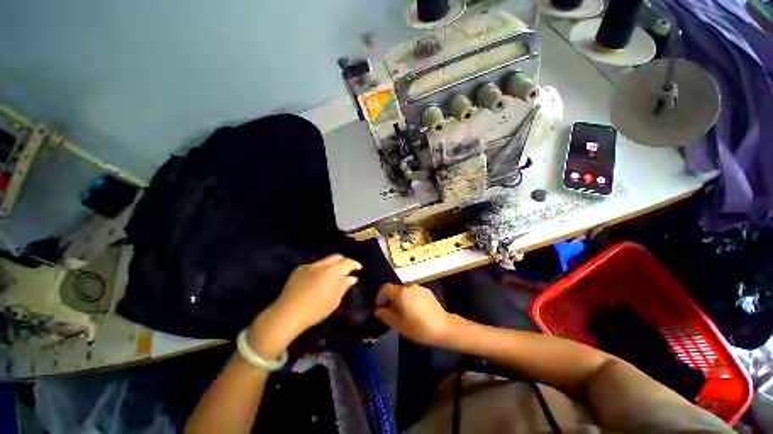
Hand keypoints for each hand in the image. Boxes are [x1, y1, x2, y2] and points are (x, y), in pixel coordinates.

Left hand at [271, 254, 361, 333]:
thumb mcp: (334, 300)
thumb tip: (352, 277)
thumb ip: (344, 286)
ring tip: (331, 276)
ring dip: (331, 265)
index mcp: (333, 271)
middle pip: (336, 257)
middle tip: (347, 270)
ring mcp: (309, 265)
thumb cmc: (315, 309)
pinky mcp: (298, 269)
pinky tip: (315, 280)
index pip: (348, 262)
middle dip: (343, 261)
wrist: (287, 314)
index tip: (358, 268)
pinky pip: (313, 265)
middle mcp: (322, 264)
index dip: (355, 264)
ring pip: (324, 260)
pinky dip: (318, 269)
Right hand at [374, 283, 454, 345]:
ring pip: (404, 290)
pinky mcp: (427, 291)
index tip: (379, 308)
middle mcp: (409, 286)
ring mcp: (419, 287)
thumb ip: (386, 315)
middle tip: (389, 311)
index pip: (385, 288)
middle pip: (395, 288)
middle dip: (389, 298)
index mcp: (401, 293)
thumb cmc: (418, 327)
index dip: (380, 297)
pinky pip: (413, 292)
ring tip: (401, 311)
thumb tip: (378, 310)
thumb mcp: (399, 324)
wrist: (443, 327)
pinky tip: (413, 309)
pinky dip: (409, 298)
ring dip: (399, 298)